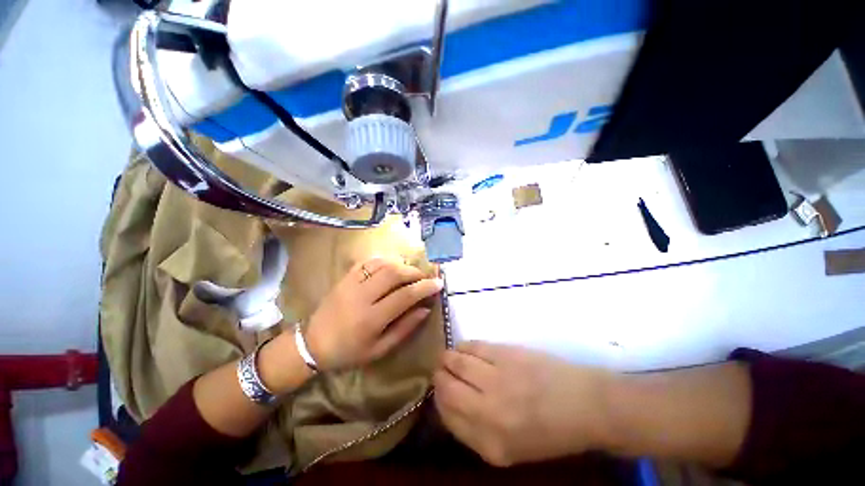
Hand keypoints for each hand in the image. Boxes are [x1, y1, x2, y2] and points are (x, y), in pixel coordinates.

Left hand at [304, 257, 442, 370]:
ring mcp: (351, 284)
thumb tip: (425, 310)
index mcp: (371, 318)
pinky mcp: (345, 277)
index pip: (405, 296)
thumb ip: (404, 328)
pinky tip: (391, 266)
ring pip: (382, 264)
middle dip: (414, 272)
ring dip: (401, 265)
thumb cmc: (349, 352)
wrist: (312, 344)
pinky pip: (368, 262)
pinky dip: (384, 260)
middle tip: (424, 277)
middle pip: (394, 273)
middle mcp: (362, 296)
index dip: (425, 287)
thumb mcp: (379, 349)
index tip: (438, 283)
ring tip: (409, 273)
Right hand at [433, 342, 613, 466]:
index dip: (439, 399)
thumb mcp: (510, 449)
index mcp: (490, 445)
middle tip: (442, 371)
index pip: (446, 416)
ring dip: (447, 358)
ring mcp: (497, 379)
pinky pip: (472, 346)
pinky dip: (463, 346)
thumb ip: (475, 432)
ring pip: (455, 361)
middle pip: (445, 386)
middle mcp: (488, 412)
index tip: (440, 391)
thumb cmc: (549, 432)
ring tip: (450, 357)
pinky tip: (464, 348)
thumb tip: (449, 403)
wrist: (585, 404)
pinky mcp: (505, 354)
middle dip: (439, 377)